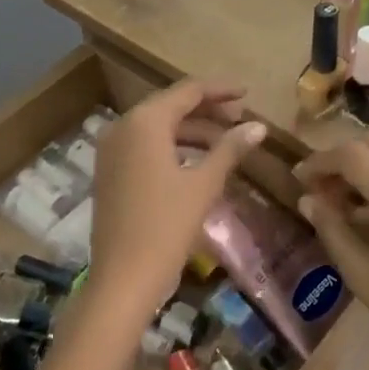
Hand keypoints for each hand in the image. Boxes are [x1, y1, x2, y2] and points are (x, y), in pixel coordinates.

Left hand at [88, 80, 265, 318]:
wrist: (123, 279)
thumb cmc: (166, 226)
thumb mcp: (204, 184)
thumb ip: (230, 149)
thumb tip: (259, 126)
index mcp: (144, 122)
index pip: (187, 91)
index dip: (220, 90)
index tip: (247, 94)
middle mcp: (123, 127)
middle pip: (171, 106)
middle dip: (207, 111)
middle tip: (240, 119)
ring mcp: (111, 150)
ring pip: (158, 128)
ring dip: (192, 131)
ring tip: (226, 143)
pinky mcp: (109, 172)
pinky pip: (145, 146)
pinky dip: (172, 148)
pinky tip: (198, 162)